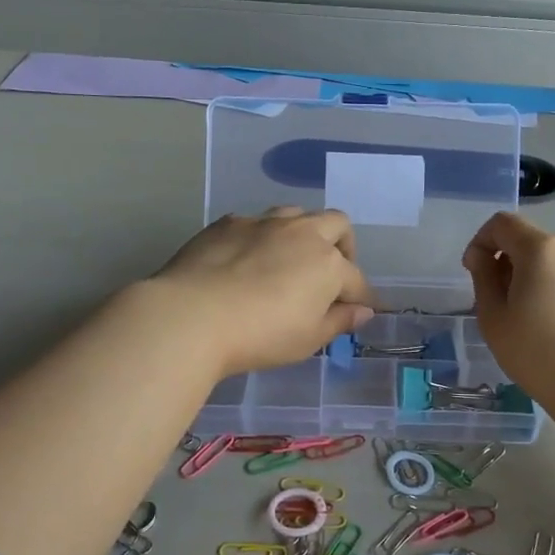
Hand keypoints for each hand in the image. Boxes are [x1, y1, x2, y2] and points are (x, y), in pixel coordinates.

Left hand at [145, 208, 374, 378]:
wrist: (192, 316)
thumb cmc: (260, 335)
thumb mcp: (308, 339)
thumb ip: (339, 321)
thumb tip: (362, 311)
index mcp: (329, 264)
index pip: (356, 280)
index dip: (361, 297)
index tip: (361, 310)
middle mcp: (302, 233)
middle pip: (336, 225)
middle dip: (342, 246)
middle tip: (331, 272)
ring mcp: (264, 223)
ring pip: (296, 214)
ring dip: (302, 233)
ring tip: (289, 259)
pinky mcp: (228, 223)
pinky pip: (256, 222)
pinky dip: (261, 237)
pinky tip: (246, 259)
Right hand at [463, 211, 554, 415]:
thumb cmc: (541, 356)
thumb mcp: (494, 321)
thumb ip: (484, 279)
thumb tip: (485, 258)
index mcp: (542, 249)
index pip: (504, 223)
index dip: (482, 241)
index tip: (476, 271)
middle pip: (538, 242)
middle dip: (517, 262)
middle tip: (510, 302)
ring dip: (550, 277)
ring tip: (546, 318)